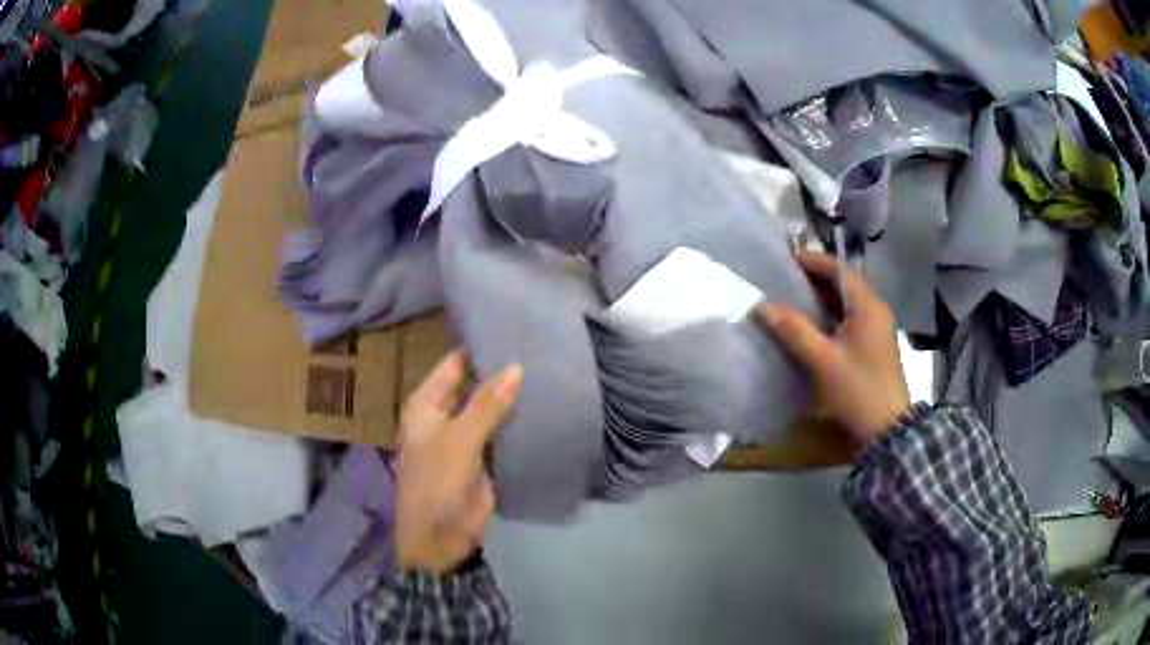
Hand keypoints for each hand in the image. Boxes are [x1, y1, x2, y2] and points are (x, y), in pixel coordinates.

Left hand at [395, 349, 522, 572]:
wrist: (441, 541)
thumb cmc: (437, 486)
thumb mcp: (458, 443)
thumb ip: (486, 405)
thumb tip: (516, 366)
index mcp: (425, 406)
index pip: (452, 365)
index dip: (477, 348)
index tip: (511, 327)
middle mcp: (443, 416)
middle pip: (472, 385)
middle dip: (499, 371)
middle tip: (538, 347)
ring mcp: (464, 438)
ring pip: (489, 409)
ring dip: (511, 396)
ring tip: (547, 369)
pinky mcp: (482, 458)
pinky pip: (500, 433)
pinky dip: (516, 421)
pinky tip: (544, 405)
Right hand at [757, 252, 910, 445]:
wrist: (887, 428)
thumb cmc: (858, 389)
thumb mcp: (823, 360)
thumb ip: (794, 330)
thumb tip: (761, 306)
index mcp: (868, 306)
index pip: (840, 270)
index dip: (814, 261)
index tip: (787, 261)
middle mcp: (876, 309)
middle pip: (845, 282)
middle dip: (816, 278)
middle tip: (785, 280)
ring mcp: (877, 327)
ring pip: (847, 301)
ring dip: (822, 297)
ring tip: (792, 298)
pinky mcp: (874, 344)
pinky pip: (850, 317)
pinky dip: (830, 314)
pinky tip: (812, 324)